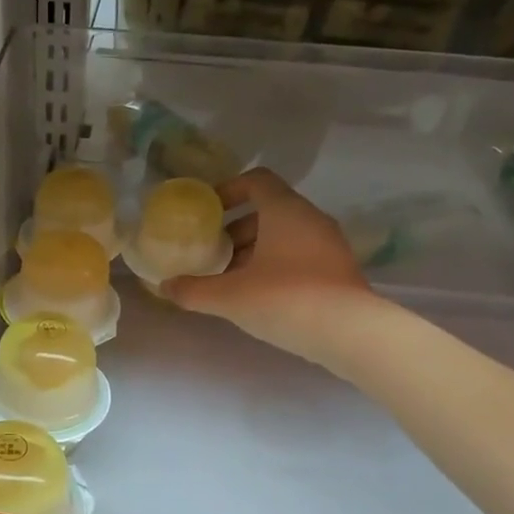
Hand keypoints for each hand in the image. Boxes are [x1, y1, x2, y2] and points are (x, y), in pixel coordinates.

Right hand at [164, 168, 381, 357]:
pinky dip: (275, 265)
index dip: (228, 190)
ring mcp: (328, 244)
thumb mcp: (229, 297)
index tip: (207, 213)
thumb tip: (165, 286)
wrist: (348, 333)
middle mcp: (310, 219)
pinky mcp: (337, 270)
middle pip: (268, 210)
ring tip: (230, 279)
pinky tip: (258, 295)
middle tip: (212, 253)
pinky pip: (299, 255)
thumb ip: (193, 290)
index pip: (256, 180)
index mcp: (285, 210)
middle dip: (236, 230)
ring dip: (254, 250)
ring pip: (284, 235)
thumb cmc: (284, 299)